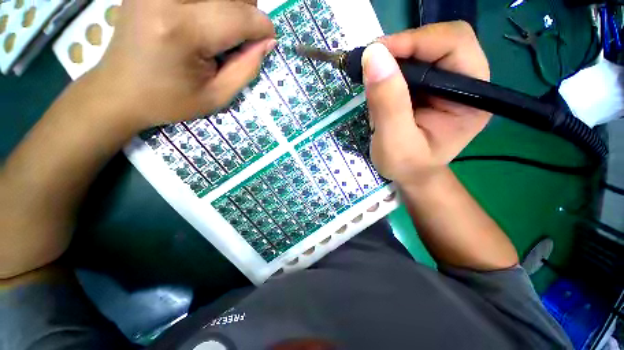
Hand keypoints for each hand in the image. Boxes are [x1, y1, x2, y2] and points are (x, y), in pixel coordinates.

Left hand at [90, 0, 275, 127]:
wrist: (120, 91)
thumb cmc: (169, 100)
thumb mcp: (217, 95)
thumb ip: (247, 68)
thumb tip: (266, 41)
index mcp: (182, 30)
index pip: (240, 16)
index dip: (263, 29)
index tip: (266, 42)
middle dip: (247, 11)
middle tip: (240, 38)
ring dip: (230, 5)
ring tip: (222, 29)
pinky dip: (211, 4)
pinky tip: (204, 18)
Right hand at [362, 21, 489, 187]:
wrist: (410, 174)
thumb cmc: (406, 165)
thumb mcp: (394, 142)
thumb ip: (387, 103)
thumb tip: (373, 56)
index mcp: (471, 97)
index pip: (455, 45)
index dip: (415, 41)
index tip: (376, 53)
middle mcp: (466, 83)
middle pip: (441, 40)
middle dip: (403, 47)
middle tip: (371, 62)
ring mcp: (447, 84)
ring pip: (424, 50)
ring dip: (395, 56)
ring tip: (372, 74)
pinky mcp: (430, 88)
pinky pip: (412, 65)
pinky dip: (392, 67)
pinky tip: (379, 81)